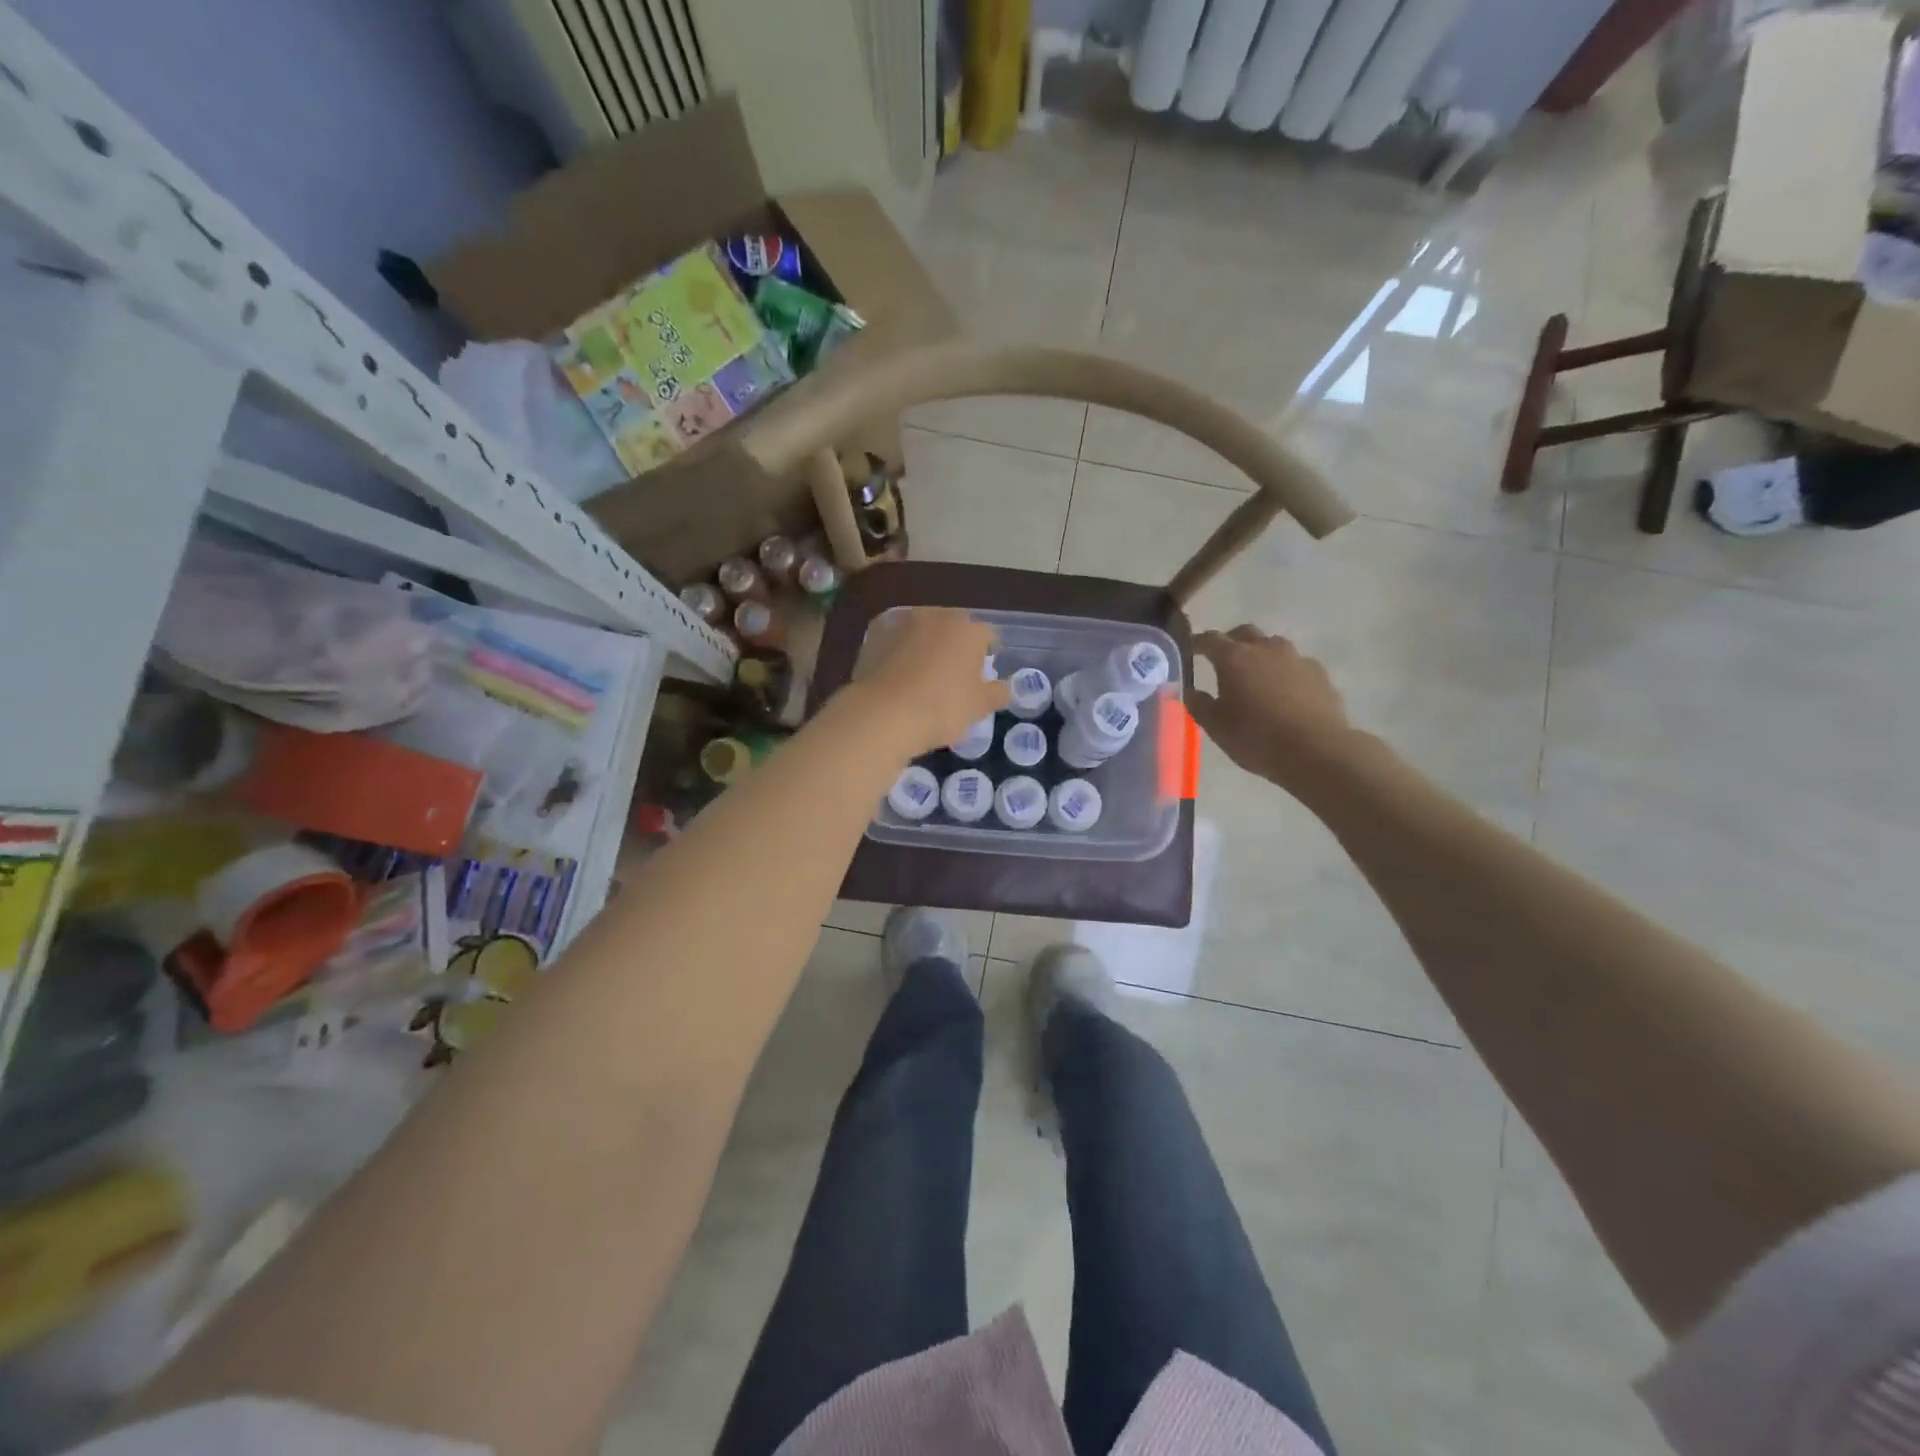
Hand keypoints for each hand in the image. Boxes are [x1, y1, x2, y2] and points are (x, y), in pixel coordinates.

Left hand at [855, 608, 1008, 754]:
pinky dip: (897, 650)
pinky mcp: (874, 633)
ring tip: (920, 675)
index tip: (982, 675)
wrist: (884, 713)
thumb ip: (996, 693)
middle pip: (953, 628)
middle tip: (951, 676)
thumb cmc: (942, 708)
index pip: (987, 636)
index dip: (987, 654)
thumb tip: (1006, 687)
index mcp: (969, 629)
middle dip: (954, 645)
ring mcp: (902, 621)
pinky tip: (895, 674)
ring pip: (921, 630)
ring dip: (924, 644)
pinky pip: (894, 639)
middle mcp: (937, 615)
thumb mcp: (978, 707)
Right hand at [1190, 627, 1353, 787]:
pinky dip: (1285, 672)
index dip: (1198, 642)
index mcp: (1234, 658)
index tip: (1190, 648)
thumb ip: (1199, 705)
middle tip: (1223, 659)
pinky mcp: (1320, 673)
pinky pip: (1296, 665)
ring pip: (1273, 646)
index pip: (1210, 639)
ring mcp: (1296, 659)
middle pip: (1244, 633)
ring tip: (1256, 676)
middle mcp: (1265, 649)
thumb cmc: (1257, 738)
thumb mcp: (1216, 727)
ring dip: (1260, 655)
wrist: (1317, 751)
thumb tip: (1190, 691)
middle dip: (1231, 642)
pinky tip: (1285, 693)